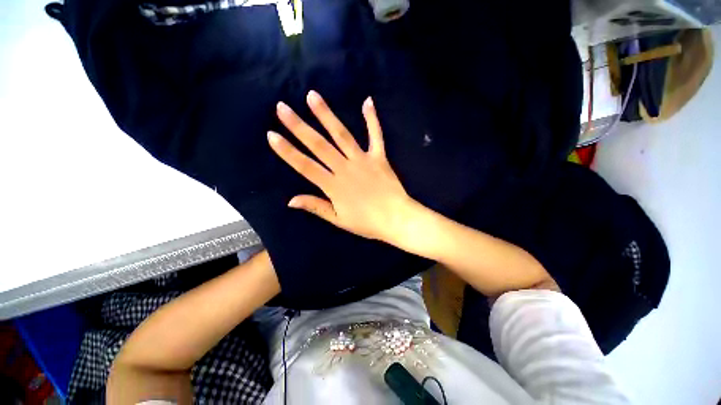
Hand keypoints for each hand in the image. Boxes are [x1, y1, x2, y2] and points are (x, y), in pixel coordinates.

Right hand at [268, 91, 412, 242]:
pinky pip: (376, 136)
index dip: (287, 152)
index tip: (271, 135)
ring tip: (312, 96)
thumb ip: (316, 207)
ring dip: (326, 115)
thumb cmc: (367, 222)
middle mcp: (345, 168)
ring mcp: (363, 160)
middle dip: (299, 126)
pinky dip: (372, 119)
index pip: (305, 166)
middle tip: (282, 108)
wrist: (396, 219)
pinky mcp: (379, 157)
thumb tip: (290, 200)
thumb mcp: (338, 220)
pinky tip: (367, 101)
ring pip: (342, 135)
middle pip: (319, 145)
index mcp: (334, 186)